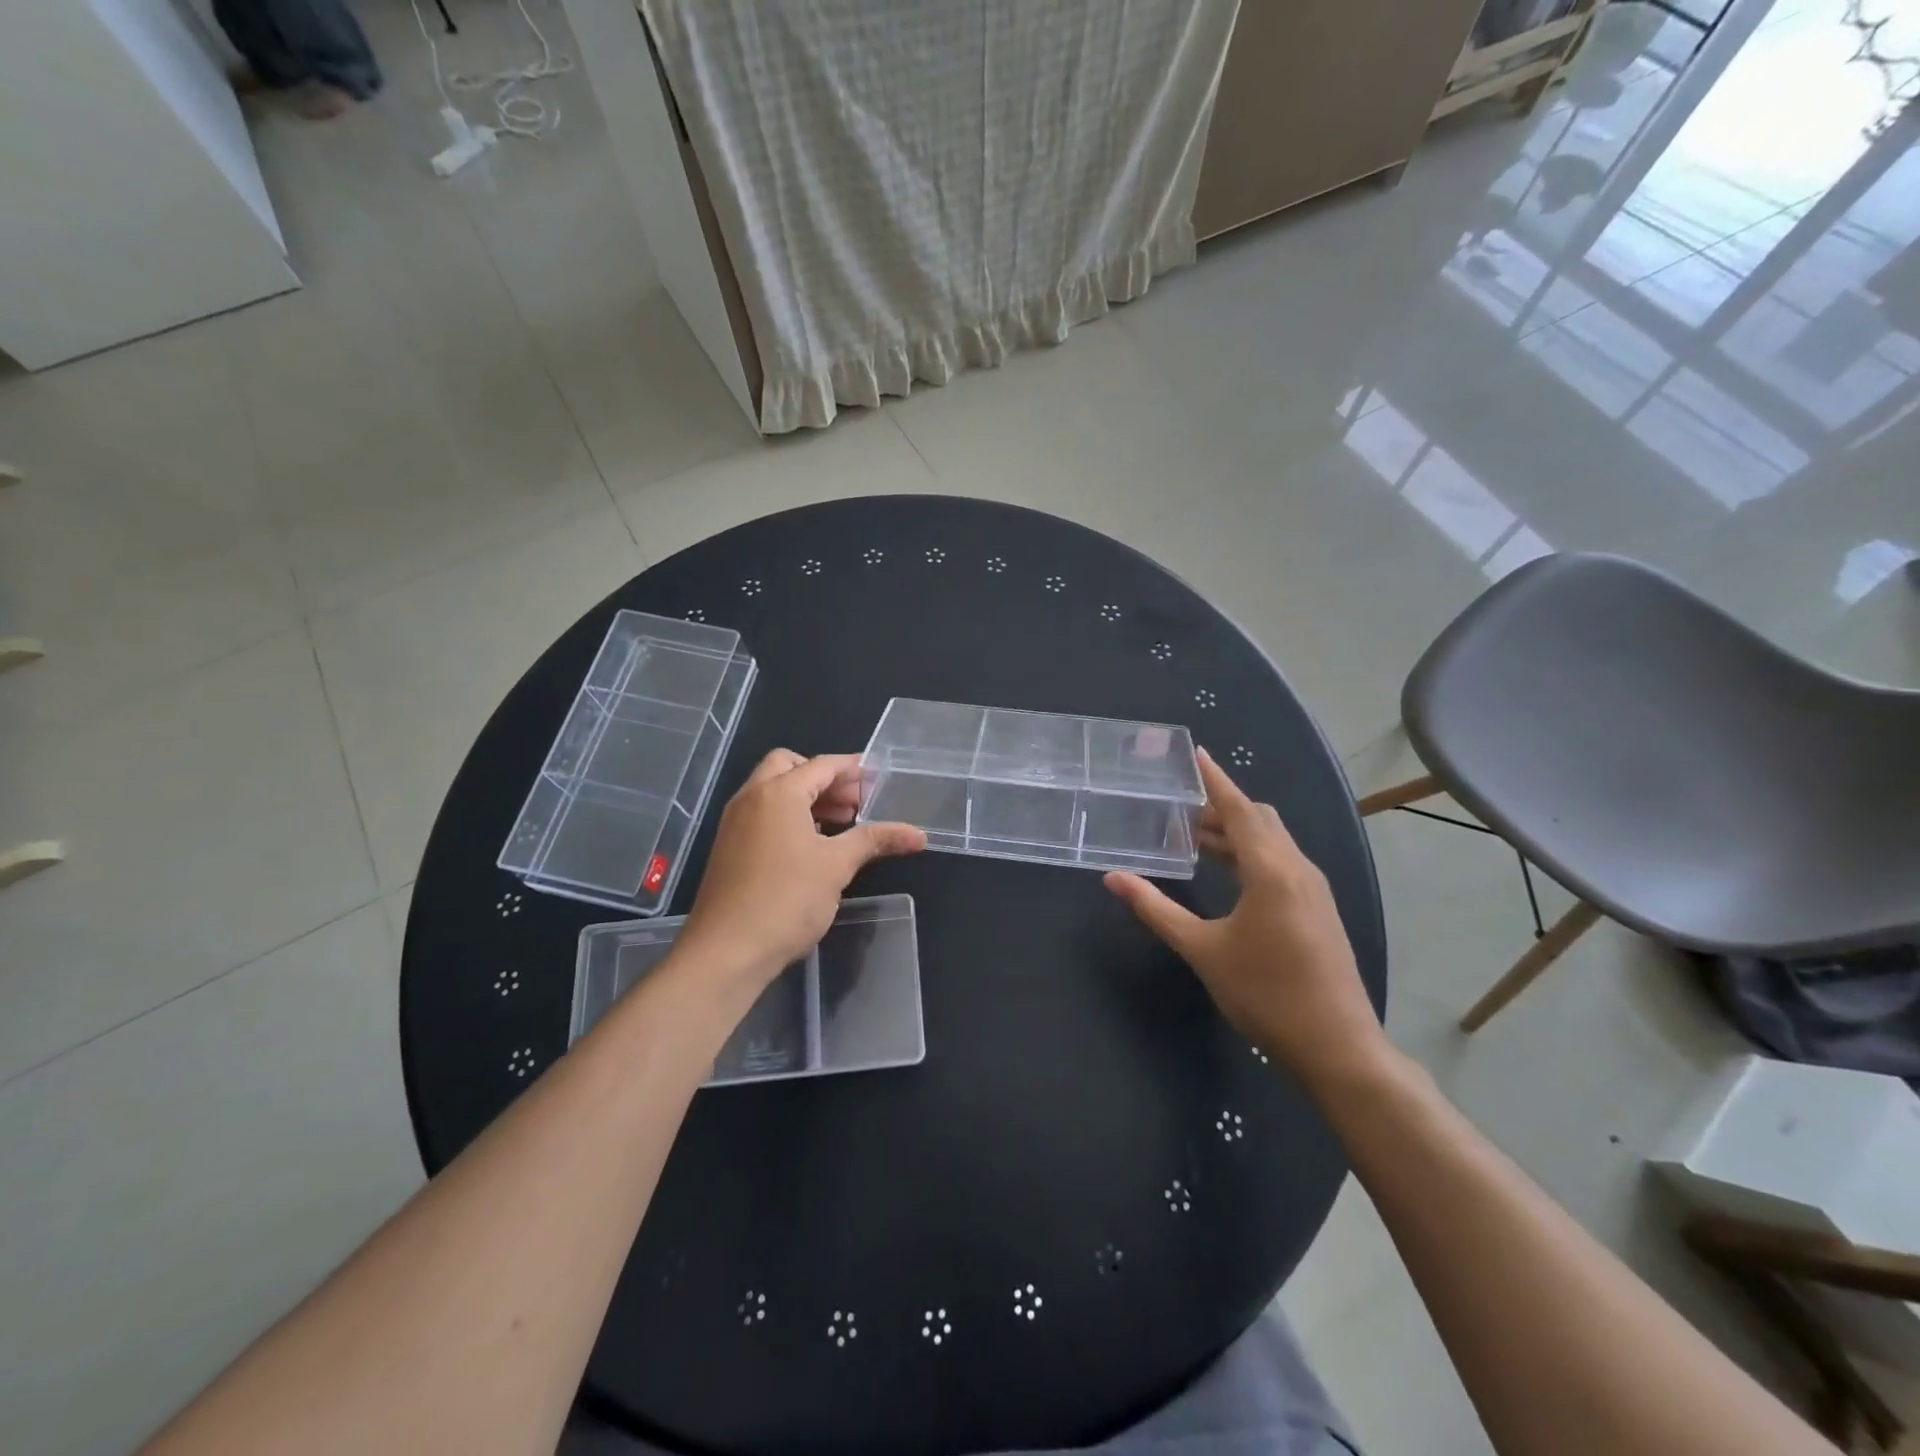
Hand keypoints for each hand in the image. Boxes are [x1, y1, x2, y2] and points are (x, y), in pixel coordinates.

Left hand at [675, 750, 925, 996]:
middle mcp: (752, 797)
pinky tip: (812, 845)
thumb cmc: (787, 899)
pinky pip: (763, 814)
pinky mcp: (729, 847)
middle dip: (824, 778)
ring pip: (773, 791)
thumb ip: (875, 840)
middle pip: (789, 767)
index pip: (821, 765)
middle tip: (855, 802)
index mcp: (779, 793)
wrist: (726, 952)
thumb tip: (918, 834)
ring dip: (806, 798)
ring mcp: (735, 822)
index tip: (879, 777)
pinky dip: (789, 816)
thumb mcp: (837, 866)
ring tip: (841, 823)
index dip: (852, 769)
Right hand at [1104, 750, 1388, 1092]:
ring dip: (1235, 833)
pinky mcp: (1317, 909)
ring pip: (1272, 842)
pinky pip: (1281, 862)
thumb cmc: (1265, 993)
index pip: (1239, 809)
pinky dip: (1250, 854)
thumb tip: (1113, 878)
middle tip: (1179, 808)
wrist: (1337, 1046)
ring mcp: (1313, 889)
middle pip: (1258, 819)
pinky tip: (1227, 874)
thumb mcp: (1203, 950)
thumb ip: (1156, 909)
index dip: (1215, 780)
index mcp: (1272, 869)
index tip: (1195, 754)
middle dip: (1220, 808)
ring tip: (1194, 837)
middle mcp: (1298, 868)